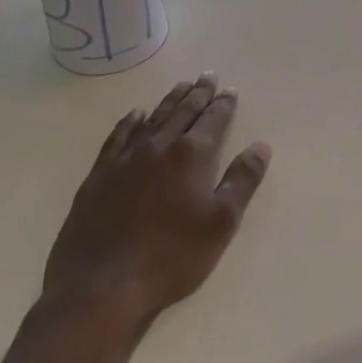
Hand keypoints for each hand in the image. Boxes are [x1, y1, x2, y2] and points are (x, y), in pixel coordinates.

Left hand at [40, 75, 270, 328]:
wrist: (101, 286)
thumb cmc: (170, 258)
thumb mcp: (220, 224)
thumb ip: (242, 181)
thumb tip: (261, 146)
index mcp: (192, 155)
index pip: (213, 119)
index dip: (224, 104)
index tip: (230, 90)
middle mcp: (160, 145)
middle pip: (183, 111)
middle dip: (199, 93)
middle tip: (208, 76)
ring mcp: (126, 158)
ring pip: (154, 118)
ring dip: (170, 100)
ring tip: (181, 86)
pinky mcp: (100, 175)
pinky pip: (119, 136)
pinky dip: (130, 121)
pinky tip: (136, 114)